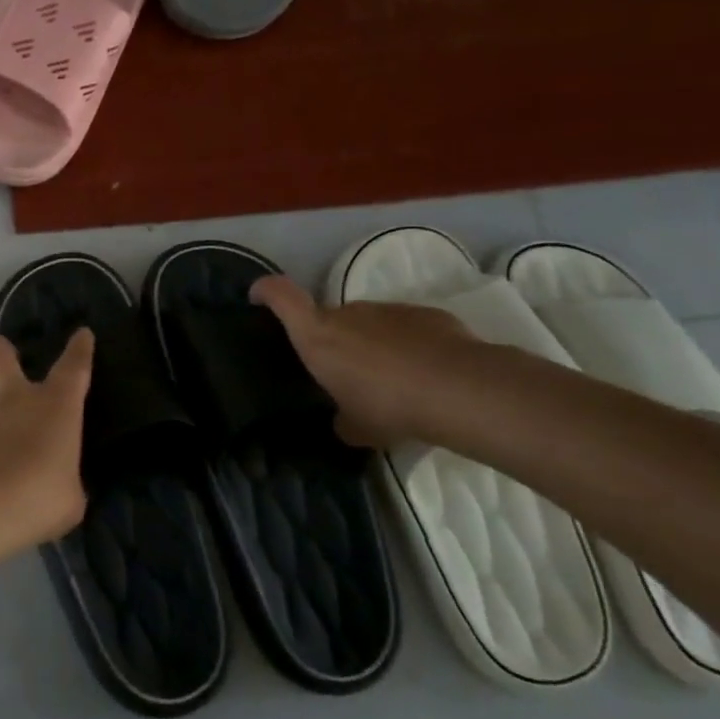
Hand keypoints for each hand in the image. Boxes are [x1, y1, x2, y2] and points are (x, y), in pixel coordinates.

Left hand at [0, 330, 94, 568]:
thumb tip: (55, 479)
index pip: (73, 367)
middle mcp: (15, 398)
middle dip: (1, 349)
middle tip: (2, 352)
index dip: (79, 350)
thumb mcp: (68, 498)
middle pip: (1, 354)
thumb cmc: (36, 497)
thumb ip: (63, 479)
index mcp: (55, 406)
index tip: (82, 334)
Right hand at [251, 275, 480, 447]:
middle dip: (334, 341)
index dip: (266, 291)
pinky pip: (406, 329)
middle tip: (348, 375)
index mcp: (317, 336)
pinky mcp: (426, 315)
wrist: (461, 390)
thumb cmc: (389, 405)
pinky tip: (427, 375)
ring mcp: (388, 310)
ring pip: (369, 324)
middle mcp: (348, 314)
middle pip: (329, 317)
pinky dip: (408, 346)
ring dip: (373, 345)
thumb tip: (344, 421)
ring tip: (393, 381)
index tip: (257, 296)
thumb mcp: (357, 427)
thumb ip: (342, 419)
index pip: (281, 296)